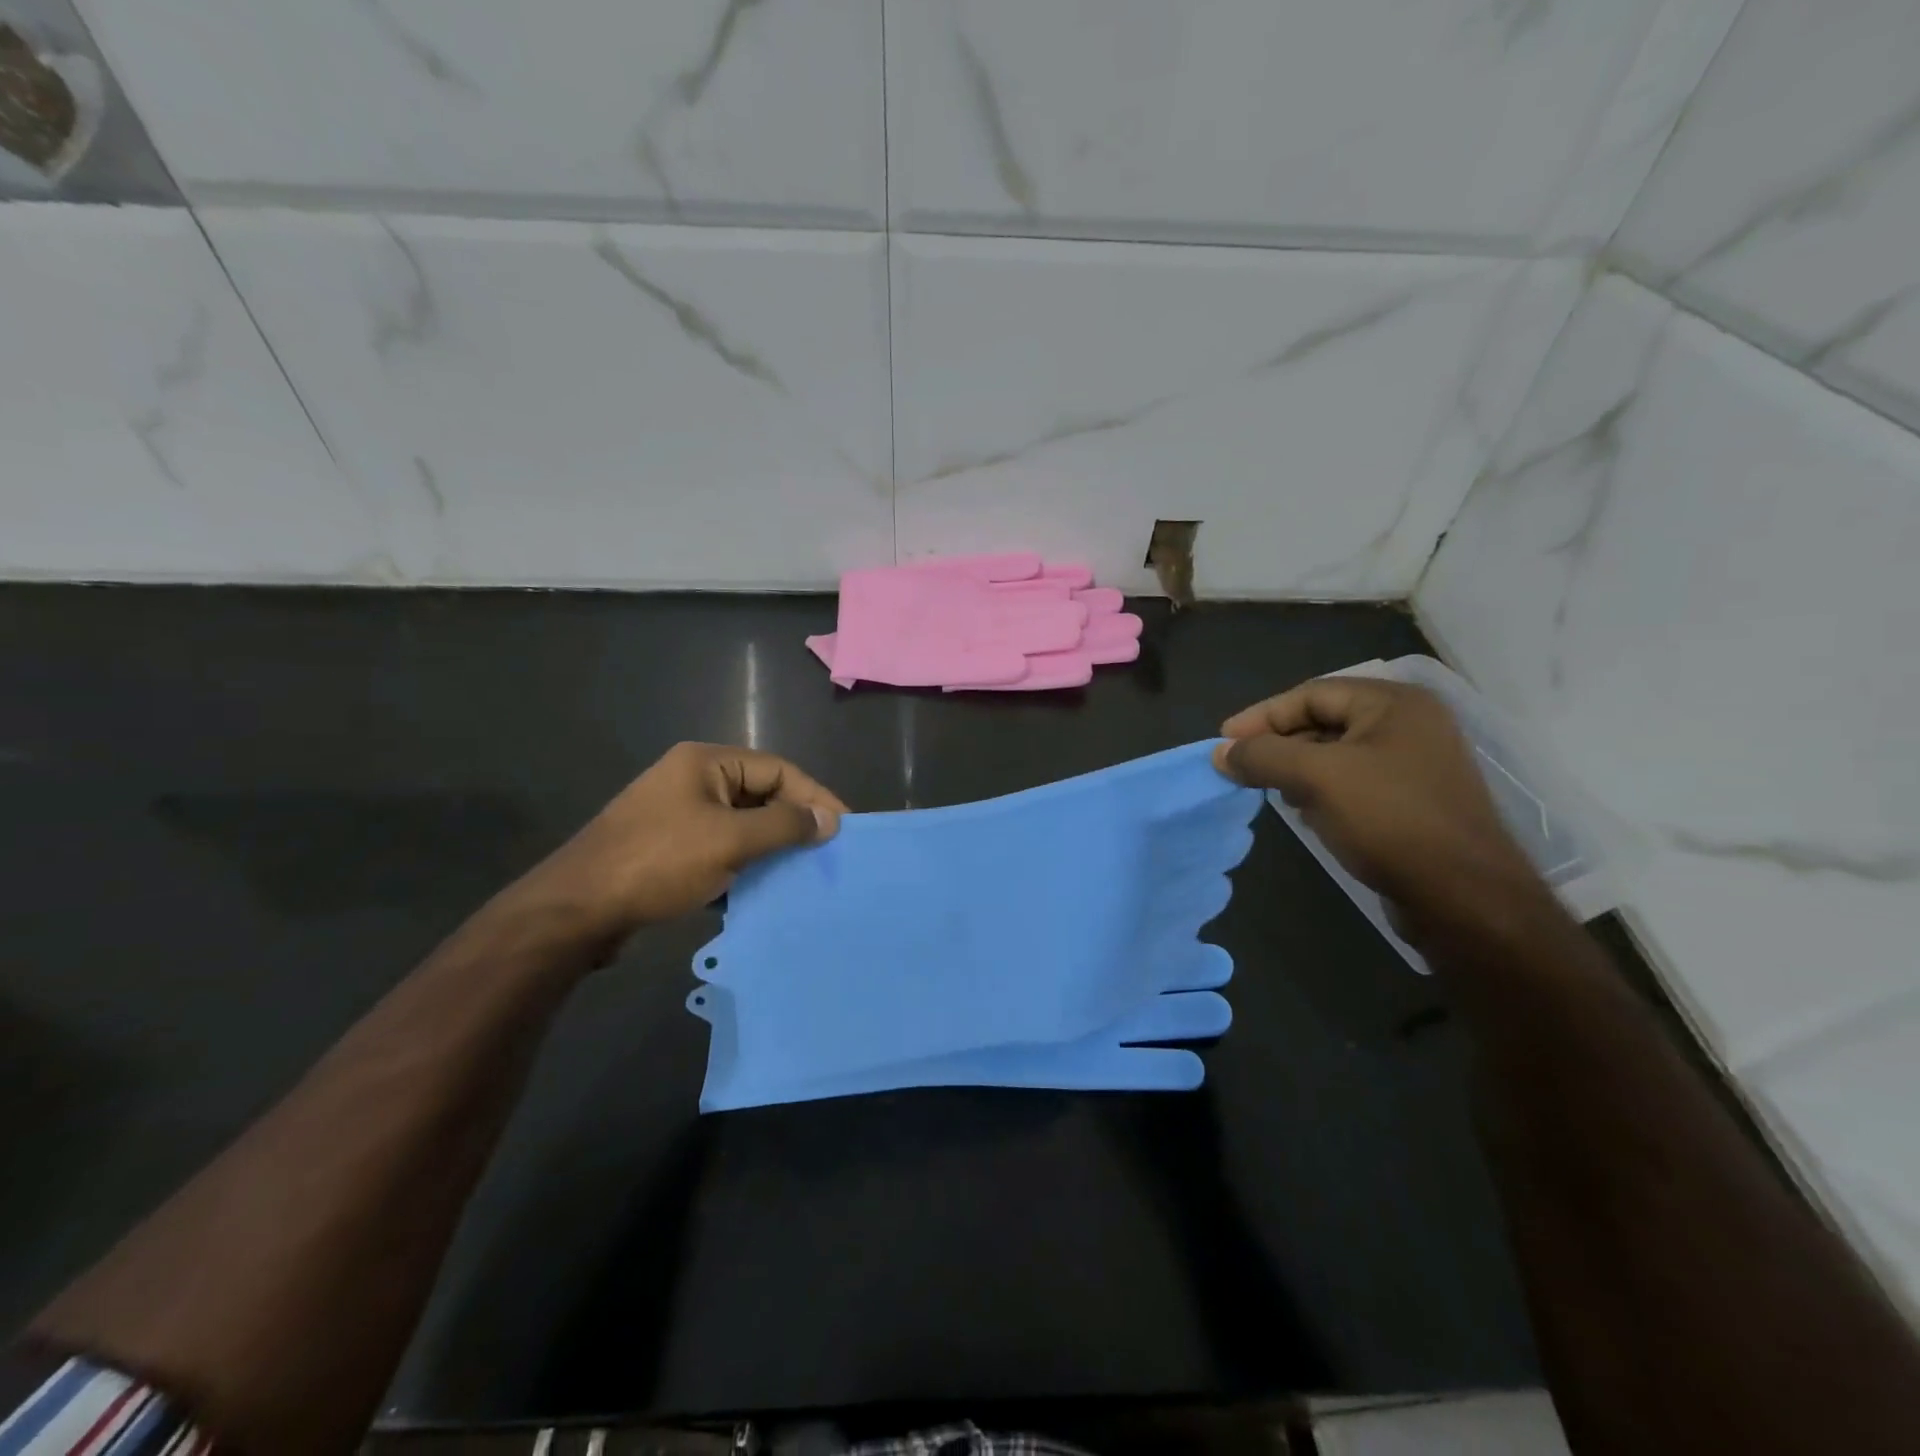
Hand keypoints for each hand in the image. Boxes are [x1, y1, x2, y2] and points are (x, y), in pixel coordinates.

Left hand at [511, 742, 845, 945]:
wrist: (577, 911)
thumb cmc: (658, 862)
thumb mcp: (730, 840)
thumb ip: (785, 825)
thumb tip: (830, 820)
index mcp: (706, 764)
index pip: (779, 770)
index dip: (815, 797)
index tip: (845, 829)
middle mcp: (693, 782)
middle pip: (761, 795)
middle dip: (794, 824)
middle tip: (827, 854)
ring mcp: (678, 817)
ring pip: (742, 827)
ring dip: (771, 849)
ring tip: (803, 875)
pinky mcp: (669, 851)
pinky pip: (721, 850)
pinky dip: (744, 867)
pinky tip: (763, 891)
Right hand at [1213, 678, 1538, 918]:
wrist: (1463, 897)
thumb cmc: (1389, 820)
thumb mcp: (1317, 778)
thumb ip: (1263, 756)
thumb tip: (1221, 753)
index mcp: (1395, 703)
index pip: (1311, 694)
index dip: (1262, 716)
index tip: (1224, 743)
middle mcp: (1410, 724)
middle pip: (1324, 721)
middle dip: (1279, 744)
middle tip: (1243, 768)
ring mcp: (1416, 764)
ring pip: (1337, 754)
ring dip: (1297, 769)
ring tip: (1269, 790)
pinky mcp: (1414, 801)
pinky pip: (1354, 782)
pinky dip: (1322, 791)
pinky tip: (1306, 813)